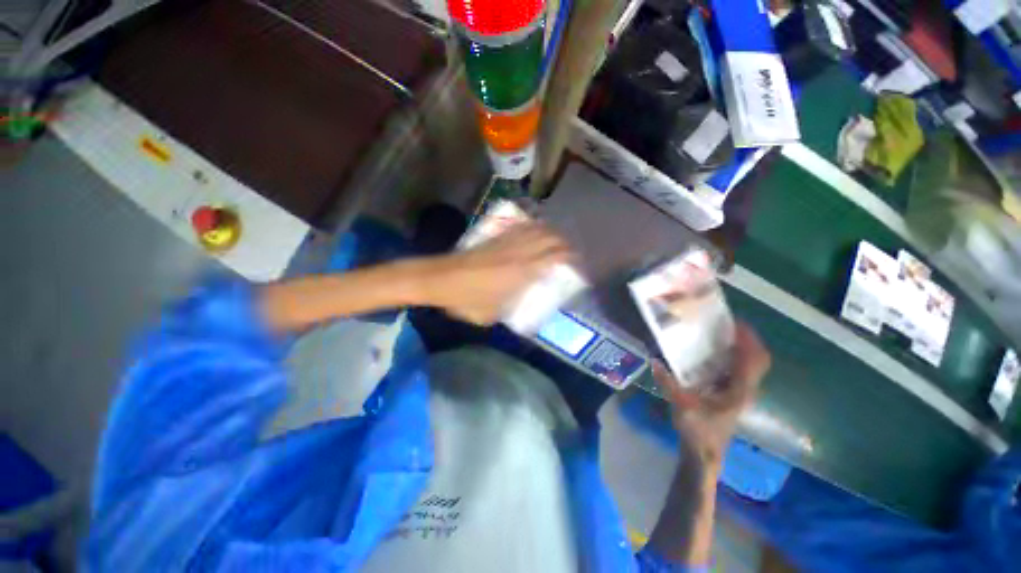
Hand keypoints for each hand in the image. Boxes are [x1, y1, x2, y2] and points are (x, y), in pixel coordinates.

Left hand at [423, 223, 570, 325]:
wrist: (439, 279)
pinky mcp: (495, 237)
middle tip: (570, 254)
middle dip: (565, 244)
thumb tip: (517, 304)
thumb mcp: (492, 315)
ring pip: (536, 229)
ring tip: (557, 242)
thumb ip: (509, 308)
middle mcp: (518, 252)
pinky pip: (520, 227)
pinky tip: (535, 231)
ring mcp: (506, 242)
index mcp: (522, 271)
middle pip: (550, 238)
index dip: (570, 258)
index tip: (577, 265)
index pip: (554, 257)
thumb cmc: (465, 300)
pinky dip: (533, 227)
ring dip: (551, 233)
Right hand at [652, 323, 770, 468]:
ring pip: (750, 365)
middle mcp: (745, 389)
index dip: (748, 339)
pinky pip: (739, 370)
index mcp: (739, 390)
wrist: (705, 453)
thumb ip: (668, 383)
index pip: (753, 360)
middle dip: (747, 339)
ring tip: (720, 332)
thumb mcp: (681, 405)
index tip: (734, 321)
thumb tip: (654, 360)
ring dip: (741, 347)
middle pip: (758, 359)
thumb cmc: (698, 431)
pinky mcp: (732, 394)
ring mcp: (741, 392)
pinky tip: (713, 352)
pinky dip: (733, 357)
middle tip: (726, 323)